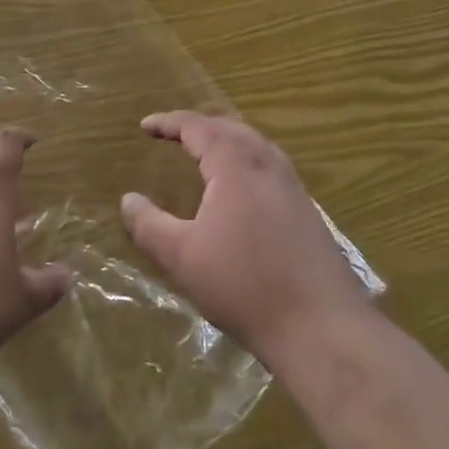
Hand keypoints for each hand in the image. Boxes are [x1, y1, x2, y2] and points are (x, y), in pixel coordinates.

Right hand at [120, 112, 368, 363]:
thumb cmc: (243, 285)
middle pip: (230, 128)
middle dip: (199, 126)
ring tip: (204, 153)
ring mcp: (292, 185)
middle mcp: (267, 163)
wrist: (319, 325)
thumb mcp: (182, 256)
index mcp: (236, 164)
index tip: (145, 126)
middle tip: (173, 134)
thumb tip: (128, 199)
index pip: (198, 127)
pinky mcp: (307, 209)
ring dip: (226, 141)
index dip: (169, 123)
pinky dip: (246, 161)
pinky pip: (269, 166)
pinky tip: (241, 189)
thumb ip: (149, 225)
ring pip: (255, 145)